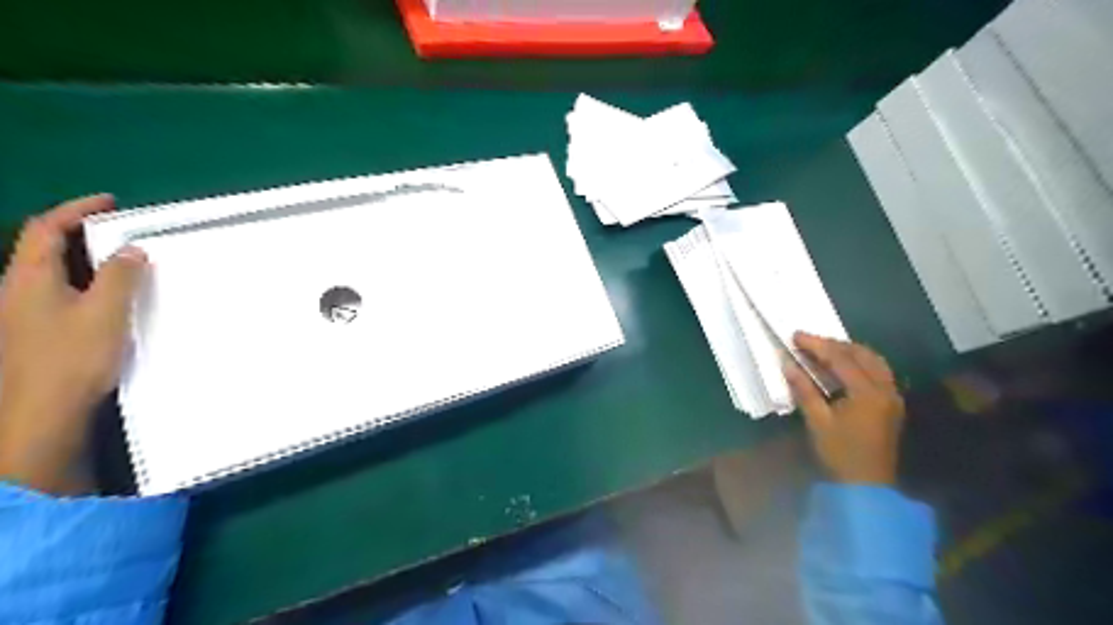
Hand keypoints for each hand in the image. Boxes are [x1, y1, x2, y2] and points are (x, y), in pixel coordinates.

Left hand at [1, 194, 147, 493]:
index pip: (46, 228)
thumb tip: (132, 250)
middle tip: (120, 232)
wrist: (38, 412)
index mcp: (29, 277)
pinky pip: (58, 293)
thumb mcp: (105, 312)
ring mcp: (21, 312)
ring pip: (50, 272)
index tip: (111, 203)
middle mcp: (17, 289)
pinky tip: (107, 297)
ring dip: (83, 259)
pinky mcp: (32, 331)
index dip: (76, 210)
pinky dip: (83, 282)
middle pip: (42, 247)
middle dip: (79, 233)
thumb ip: (120, 277)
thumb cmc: (71, 357)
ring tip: (121, 261)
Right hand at [781, 334, 903, 486]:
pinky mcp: (892, 404)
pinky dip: (860, 362)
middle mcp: (885, 389)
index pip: (840, 358)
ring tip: (824, 350)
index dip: (817, 345)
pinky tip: (843, 367)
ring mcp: (892, 396)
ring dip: (849, 351)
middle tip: (808, 342)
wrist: (867, 486)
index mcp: (867, 393)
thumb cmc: (840, 454)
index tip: (795, 336)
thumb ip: (804, 390)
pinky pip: (878, 372)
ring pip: (873, 361)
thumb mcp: (817, 422)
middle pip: (861, 354)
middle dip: (834, 344)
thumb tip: (788, 364)